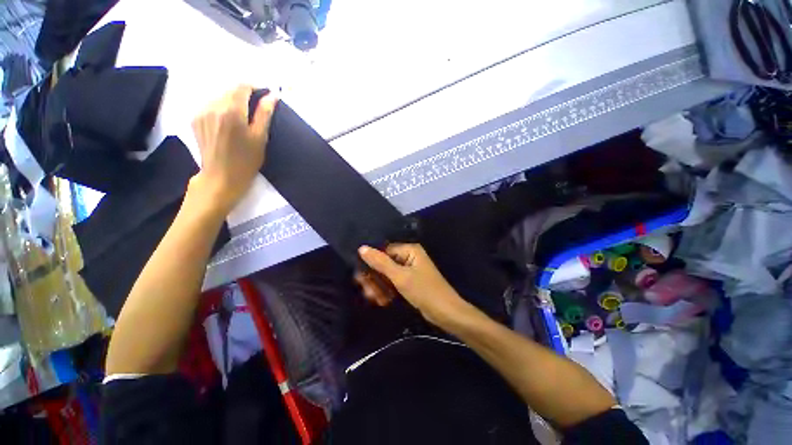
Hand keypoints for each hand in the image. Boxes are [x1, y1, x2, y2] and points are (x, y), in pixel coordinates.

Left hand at [190, 85, 277, 214]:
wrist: (220, 177)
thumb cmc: (246, 161)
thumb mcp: (260, 138)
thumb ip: (264, 114)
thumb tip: (272, 95)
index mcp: (232, 111)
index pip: (242, 86)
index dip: (254, 87)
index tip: (264, 95)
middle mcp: (213, 106)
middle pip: (230, 90)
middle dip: (244, 95)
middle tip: (255, 110)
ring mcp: (201, 112)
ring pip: (219, 96)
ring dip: (232, 102)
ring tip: (241, 119)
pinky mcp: (195, 118)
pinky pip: (210, 105)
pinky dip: (221, 108)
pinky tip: (227, 123)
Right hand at [358, 244, 467, 324]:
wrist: (446, 313)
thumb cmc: (424, 291)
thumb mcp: (400, 276)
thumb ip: (381, 262)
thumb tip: (362, 248)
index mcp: (410, 250)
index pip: (384, 251)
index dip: (372, 263)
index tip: (360, 277)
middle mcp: (409, 257)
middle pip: (385, 264)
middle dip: (375, 279)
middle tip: (367, 293)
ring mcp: (410, 270)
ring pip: (388, 275)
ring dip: (380, 287)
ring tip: (375, 299)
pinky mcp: (410, 282)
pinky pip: (394, 283)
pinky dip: (388, 291)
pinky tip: (382, 301)